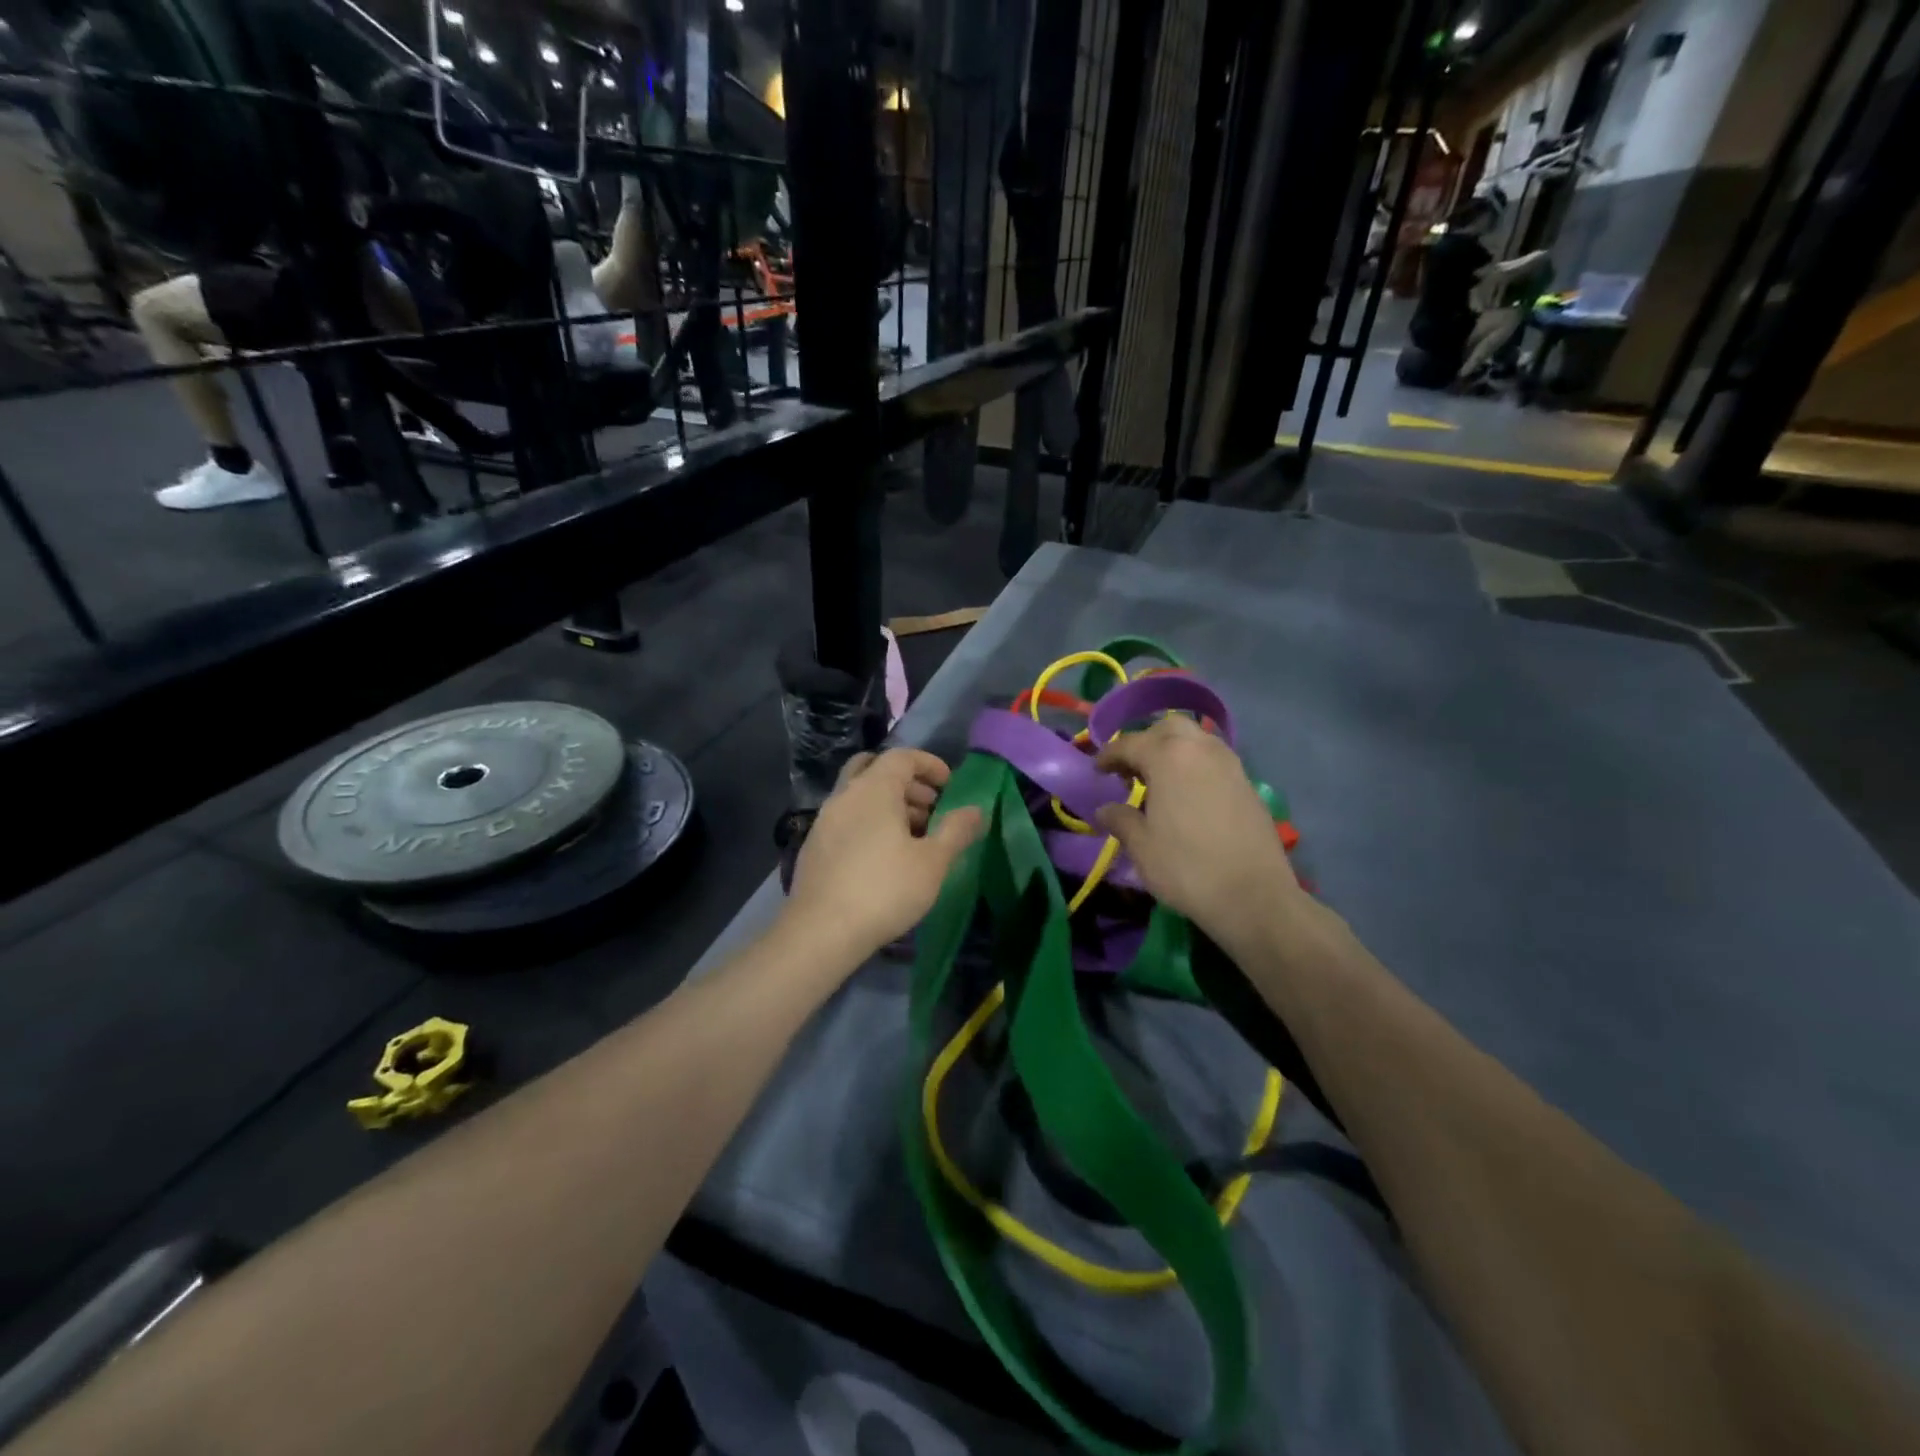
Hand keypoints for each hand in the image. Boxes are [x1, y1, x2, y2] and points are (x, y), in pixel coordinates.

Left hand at [785, 748, 984, 961]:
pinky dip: (868, 822)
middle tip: (931, 808)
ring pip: (859, 795)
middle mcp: (845, 795)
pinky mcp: (813, 846)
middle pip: (874, 769)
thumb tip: (976, 810)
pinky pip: (846, 819)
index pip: (902, 757)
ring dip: (888, 804)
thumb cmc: (885, 890)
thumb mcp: (932, 862)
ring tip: (913, 836)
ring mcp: (824, 820)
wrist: (821, 931)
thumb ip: (956, 831)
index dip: (929, 764)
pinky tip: (883, 857)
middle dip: (907, 782)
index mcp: (873, 789)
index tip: (949, 785)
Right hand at [1093, 717, 1309, 952]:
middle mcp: (1201, 749)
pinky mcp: (1248, 783)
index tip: (1097, 770)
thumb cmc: (1187, 868)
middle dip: (1146, 742)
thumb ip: (1120, 820)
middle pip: (1168, 728)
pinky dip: (1195, 766)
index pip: (1130, 743)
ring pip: (1196, 740)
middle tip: (1131, 770)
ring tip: (1160, 782)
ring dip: (1173, 751)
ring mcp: (1230, 764)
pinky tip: (1187, 796)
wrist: (1254, 896)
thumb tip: (1105, 809)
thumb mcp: (1142, 847)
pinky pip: (1214, 760)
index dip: (1109, 755)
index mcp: (1169, 757)